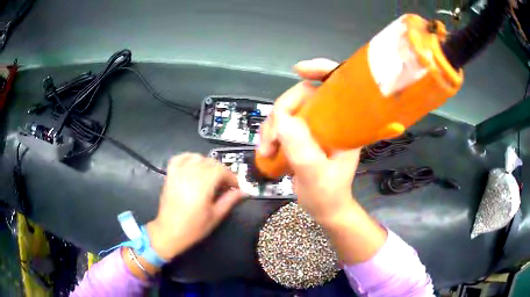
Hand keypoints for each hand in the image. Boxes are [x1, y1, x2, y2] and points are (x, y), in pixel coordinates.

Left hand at [146, 153, 243, 259]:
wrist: (169, 232)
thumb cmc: (194, 227)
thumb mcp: (215, 216)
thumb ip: (229, 200)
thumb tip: (244, 191)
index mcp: (202, 186)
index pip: (221, 170)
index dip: (231, 176)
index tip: (236, 186)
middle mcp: (190, 175)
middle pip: (210, 163)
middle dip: (222, 171)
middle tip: (226, 184)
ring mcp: (178, 173)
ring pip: (197, 158)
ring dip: (208, 164)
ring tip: (212, 176)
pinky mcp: (170, 175)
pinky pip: (180, 158)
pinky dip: (189, 157)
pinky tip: (195, 164)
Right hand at [259, 58, 360, 223]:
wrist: (326, 208)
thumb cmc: (328, 195)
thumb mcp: (316, 176)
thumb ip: (302, 150)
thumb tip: (282, 119)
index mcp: (345, 124)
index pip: (338, 85)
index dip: (321, 69)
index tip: (298, 71)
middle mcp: (331, 119)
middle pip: (303, 95)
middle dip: (280, 112)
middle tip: (270, 140)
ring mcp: (315, 126)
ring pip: (288, 109)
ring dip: (271, 126)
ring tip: (266, 151)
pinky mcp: (303, 134)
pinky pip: (282, 122)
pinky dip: (271, 132)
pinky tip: (267, 149)